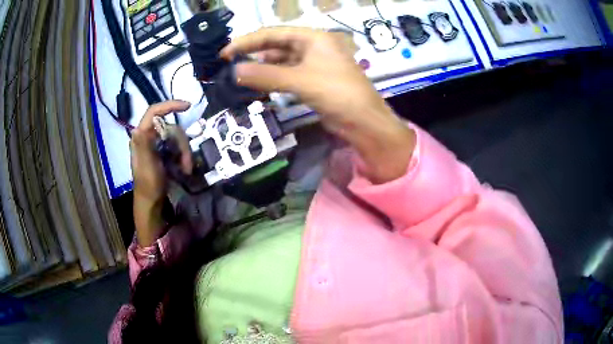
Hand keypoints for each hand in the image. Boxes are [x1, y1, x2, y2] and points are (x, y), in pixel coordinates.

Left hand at [130, 100, 191, 245]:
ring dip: (185, 152)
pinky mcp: (164, 152)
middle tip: (187, 164)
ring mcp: (157, 144)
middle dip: (182, 144)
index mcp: (141, 136)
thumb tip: (137, 128)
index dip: (169, 105)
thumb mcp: (146, 167)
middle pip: (171, 127)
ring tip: (186, 169)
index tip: (187, 107)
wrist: (152, 202)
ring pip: (177, 137)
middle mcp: (149, 136)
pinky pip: (178, 146)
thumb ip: (143, 146)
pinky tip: (185, 168)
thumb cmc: (148, 185)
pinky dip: (184, 156)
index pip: (154, 112)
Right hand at [221, 27, 415, 182]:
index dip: (247, 41)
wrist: (365, 122)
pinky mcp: (314, 79)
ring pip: (281, 60)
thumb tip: (235, 71)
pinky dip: (273, 78)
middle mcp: (313, 46)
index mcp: (313, 37)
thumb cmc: (337, 93)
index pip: (273, 33)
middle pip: (276, 45)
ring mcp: (314, 63)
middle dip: (253, 53)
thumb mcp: (300, 81)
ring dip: (262, 67)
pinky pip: (288, 74)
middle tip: (230, 65)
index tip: (225, 53)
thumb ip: (266, 75)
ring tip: (240, 76)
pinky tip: (259, 84)